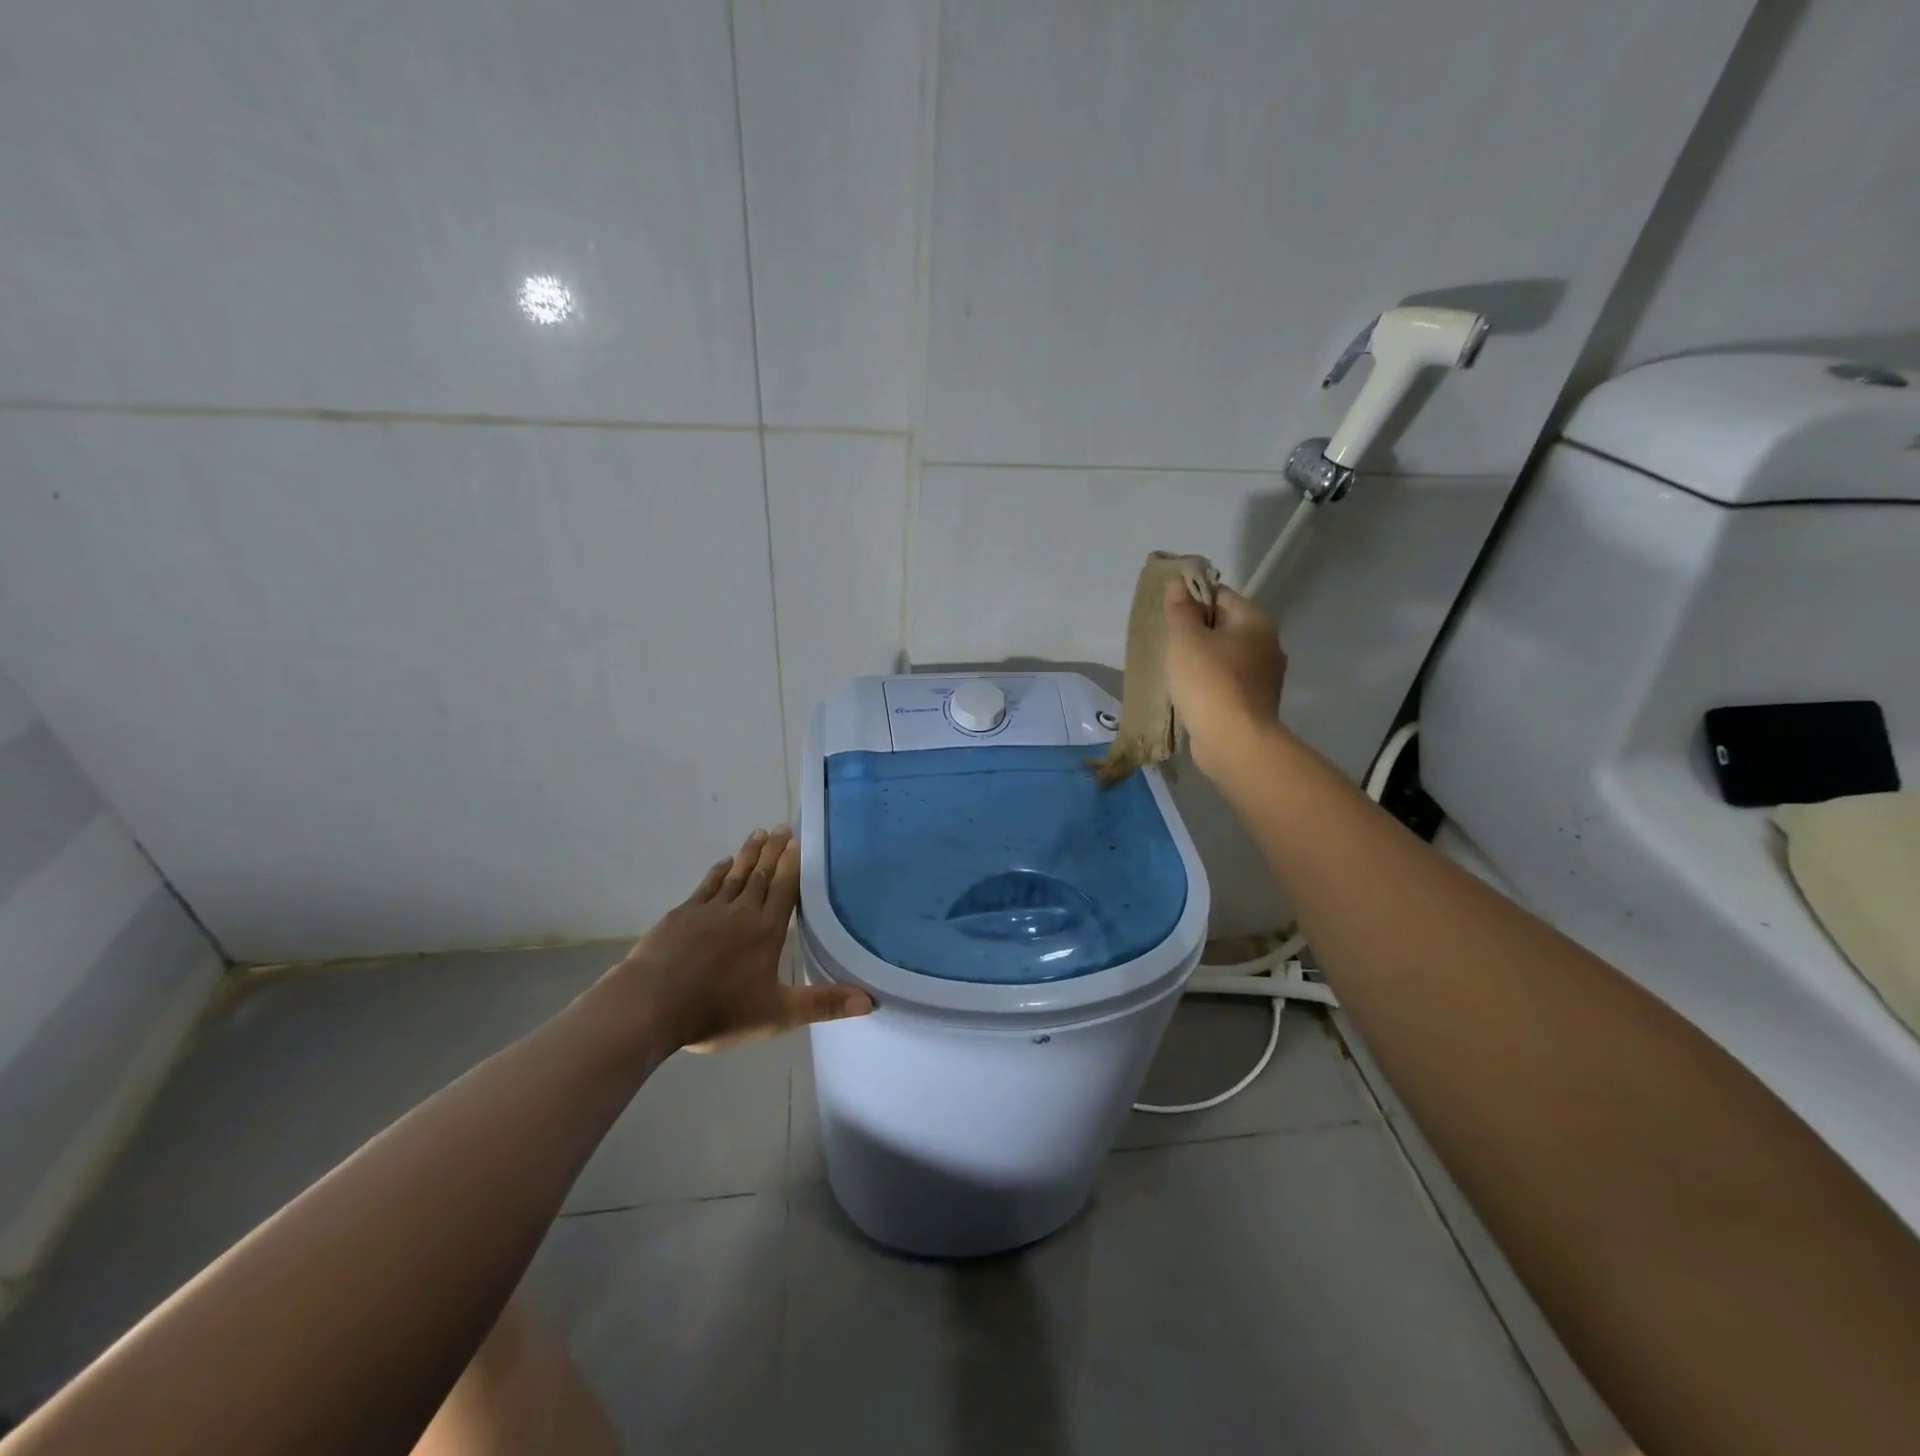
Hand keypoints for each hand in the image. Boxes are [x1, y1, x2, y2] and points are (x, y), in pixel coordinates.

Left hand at [601, 826, 872, 1052]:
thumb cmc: (718, 1010)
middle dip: (773, 850)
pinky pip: (706, 886)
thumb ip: (823, 1004)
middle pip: (762, 875)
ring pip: (735, 875)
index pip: (785, 889)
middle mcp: (741, 912)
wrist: (651, 1005)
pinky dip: (717, 872)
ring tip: (758, 833)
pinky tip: (723, 863)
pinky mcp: (681, 916)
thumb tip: (870, 1000)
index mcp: (766, 930)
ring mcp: (708, 910)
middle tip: (781, 826)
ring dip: (748, 854)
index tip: (797, 840)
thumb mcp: (777, 1014)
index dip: (792, 864)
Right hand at [1162, 578, 1286, 777]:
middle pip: (1225, 626)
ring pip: (1226, 657)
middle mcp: (1268, 645)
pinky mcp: (1255, 704)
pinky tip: (1189, 694)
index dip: (1192, 599)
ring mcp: (1265, 677)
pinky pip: (1228, 683)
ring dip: (1202, 660)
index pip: (1221, 595)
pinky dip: (1210, 684)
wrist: (1235, 742)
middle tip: (1166, 642)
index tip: (1167, 613)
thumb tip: (1178, 583)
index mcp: (1256, 621)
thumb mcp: (1186, 640)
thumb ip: (1181, 610)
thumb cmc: (1209, 682)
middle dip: (1196, 632)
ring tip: (1173, 670)